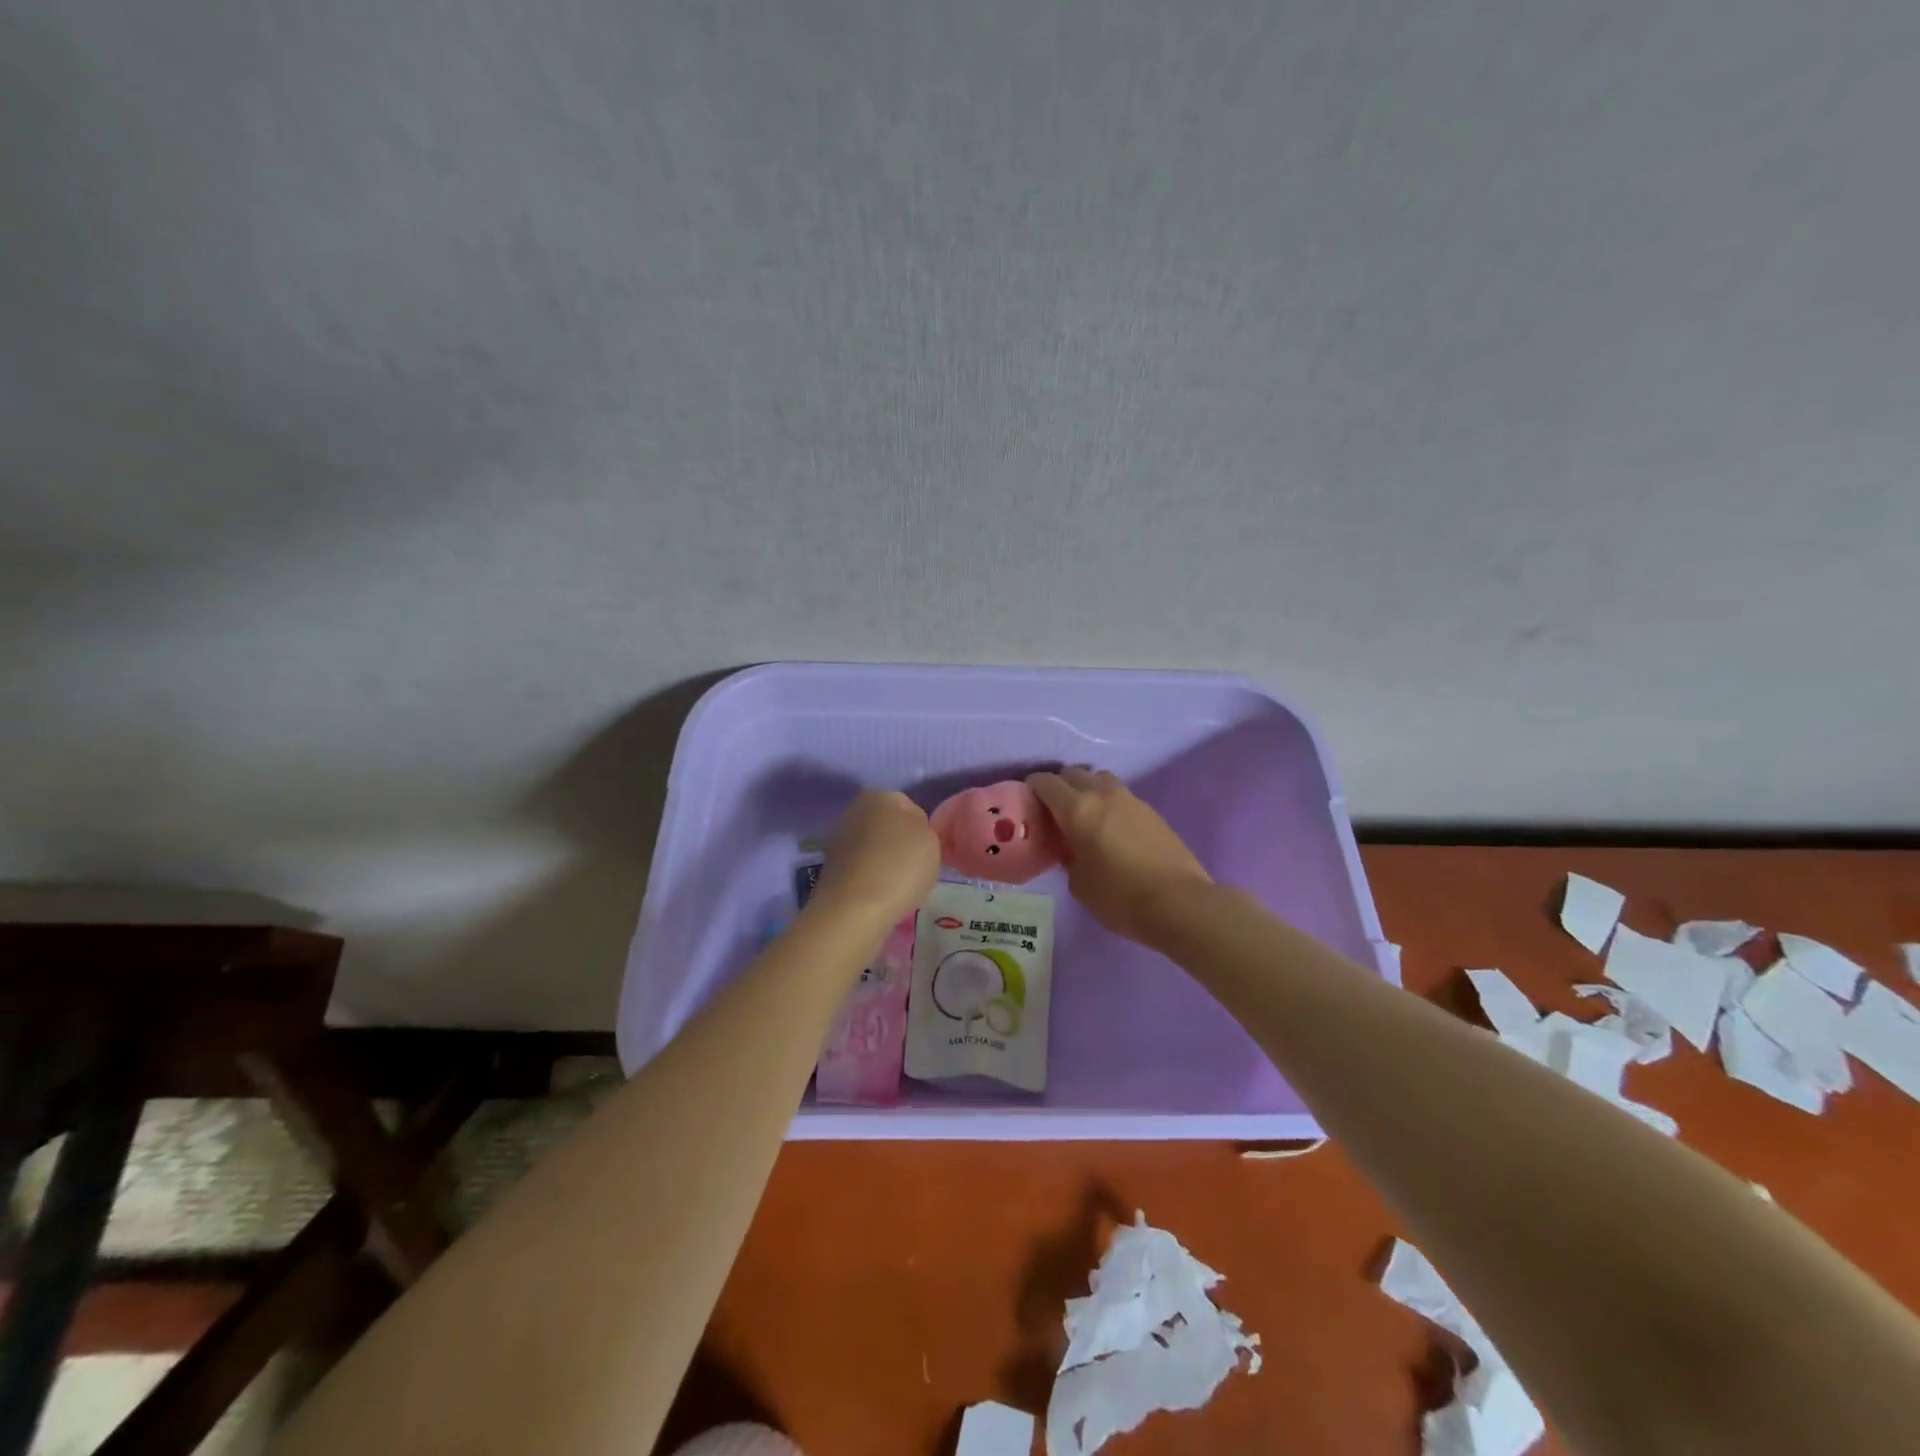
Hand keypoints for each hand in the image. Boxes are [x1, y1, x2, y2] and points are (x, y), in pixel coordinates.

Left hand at [811, 790, 940, 926]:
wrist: (855, 908)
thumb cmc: (900, 865)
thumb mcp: (931, 839)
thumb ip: (923, 827)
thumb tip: (909, 832)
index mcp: (879, 795)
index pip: (909, 807)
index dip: (921, 829)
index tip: (927, 851)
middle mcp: (853, 810)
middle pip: (886, 826)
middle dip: (899, 844)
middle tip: (914, 868)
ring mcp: (837, 839)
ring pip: (872, 848)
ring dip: (884, 862)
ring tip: (898, 887)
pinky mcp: (829, 868)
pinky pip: (860, 869)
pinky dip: (870, 879)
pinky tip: (880, 896)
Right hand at [1027, 767, 1210, 942]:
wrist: (1178, 902)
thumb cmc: (1119, 896)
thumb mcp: (1079, 883)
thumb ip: (1069, 857)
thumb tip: (1073, 849)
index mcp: (1077, 809)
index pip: (1046, 783)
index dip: (1033, 787)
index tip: (1028, 799)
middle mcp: (1102, 795)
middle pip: (1075, 773)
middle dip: (1060, 785)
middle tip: (1054, 808)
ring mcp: (1131, 800)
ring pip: (1101, 780)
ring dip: (1089, 789)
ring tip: (1085, 814)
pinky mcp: (1152, 812)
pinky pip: (1122, 796)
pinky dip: (1110, 803)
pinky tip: (1112, 828)